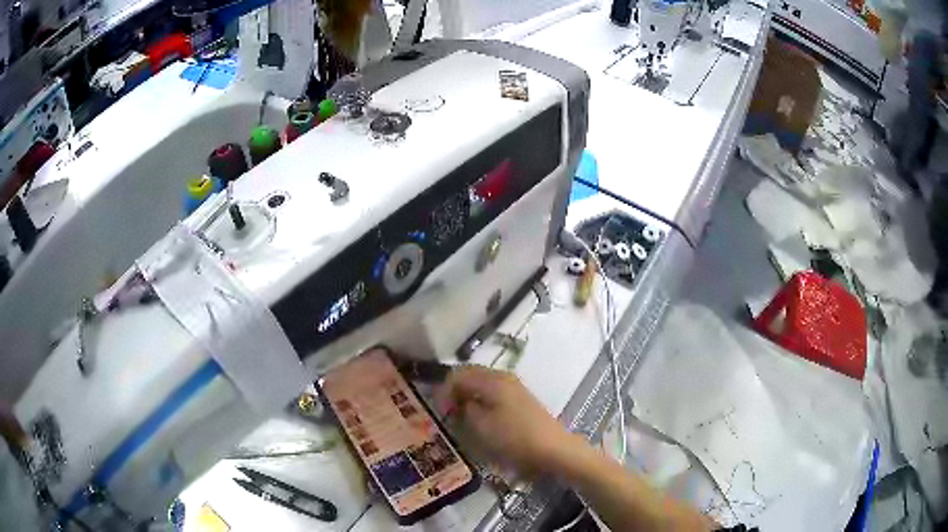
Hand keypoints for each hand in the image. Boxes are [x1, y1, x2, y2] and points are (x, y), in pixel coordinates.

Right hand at [437, 365, 581, 477]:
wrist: (553, 449)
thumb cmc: (514, 438)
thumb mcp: (481, 426)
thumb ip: (465, 409)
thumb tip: (460, 402)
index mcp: (492, 379)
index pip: (457, 374)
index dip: (443, 391)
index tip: (440, 412)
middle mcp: (503, 376)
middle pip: (470, 375)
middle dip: (454, 391)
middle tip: (447, 414)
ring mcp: (514, 387)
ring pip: (481, 384)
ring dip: (467, 396)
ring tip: (461, 418)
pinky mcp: (520, 399)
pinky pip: (493, 392)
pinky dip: (481, 401)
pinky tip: (480, 418)